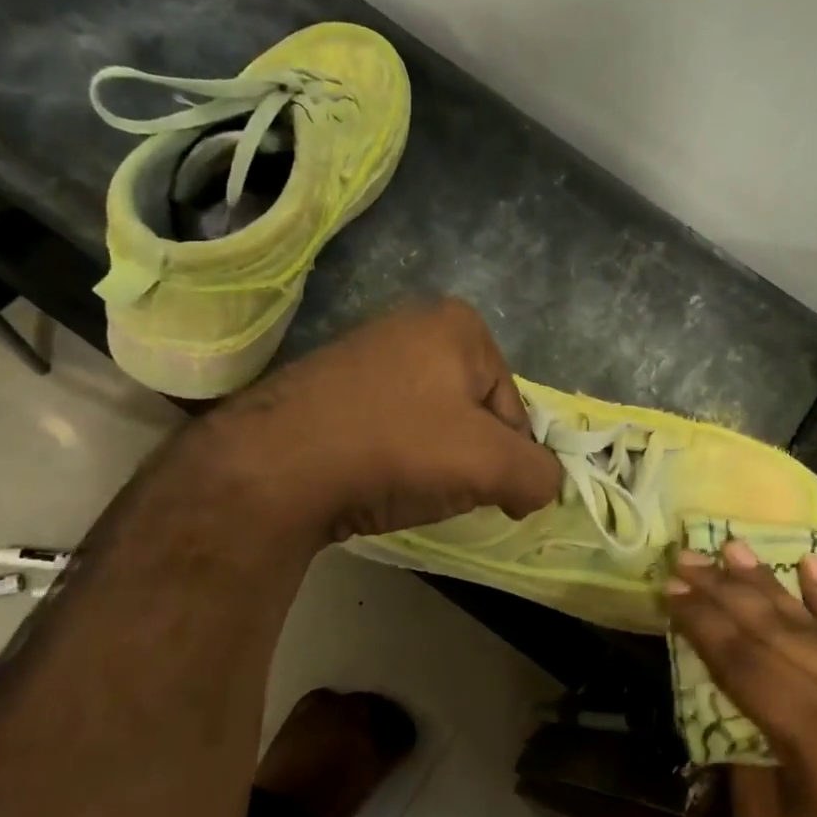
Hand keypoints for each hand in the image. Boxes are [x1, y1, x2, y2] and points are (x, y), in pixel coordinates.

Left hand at [196, 298, 560, 542]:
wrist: (275, 467)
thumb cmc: (397, 450)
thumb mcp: (491, 466)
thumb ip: (539, 475)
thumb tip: (541, 486)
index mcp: (460, 325)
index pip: (514, 409)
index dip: (508, 460)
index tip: (485, 493)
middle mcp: (414, 323)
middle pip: (473, 413)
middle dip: (467, 458)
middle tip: (439, 488)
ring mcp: (367, 350)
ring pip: (431, 423)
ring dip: (430, 461)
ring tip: (402, 485)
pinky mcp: (330, 383)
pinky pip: (388, 425)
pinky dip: (392, 455)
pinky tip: (371, 477)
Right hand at [667, 542, 816, 816]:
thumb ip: (745, 758)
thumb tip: (729, 707)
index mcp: (814, 733)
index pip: (744, 659)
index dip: (702, 621)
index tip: (669, 588)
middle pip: (774, 630)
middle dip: (725, 590)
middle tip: (688, 556)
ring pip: (814, 623)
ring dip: (770, 583)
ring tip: (734, 547)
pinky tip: (811, 566)